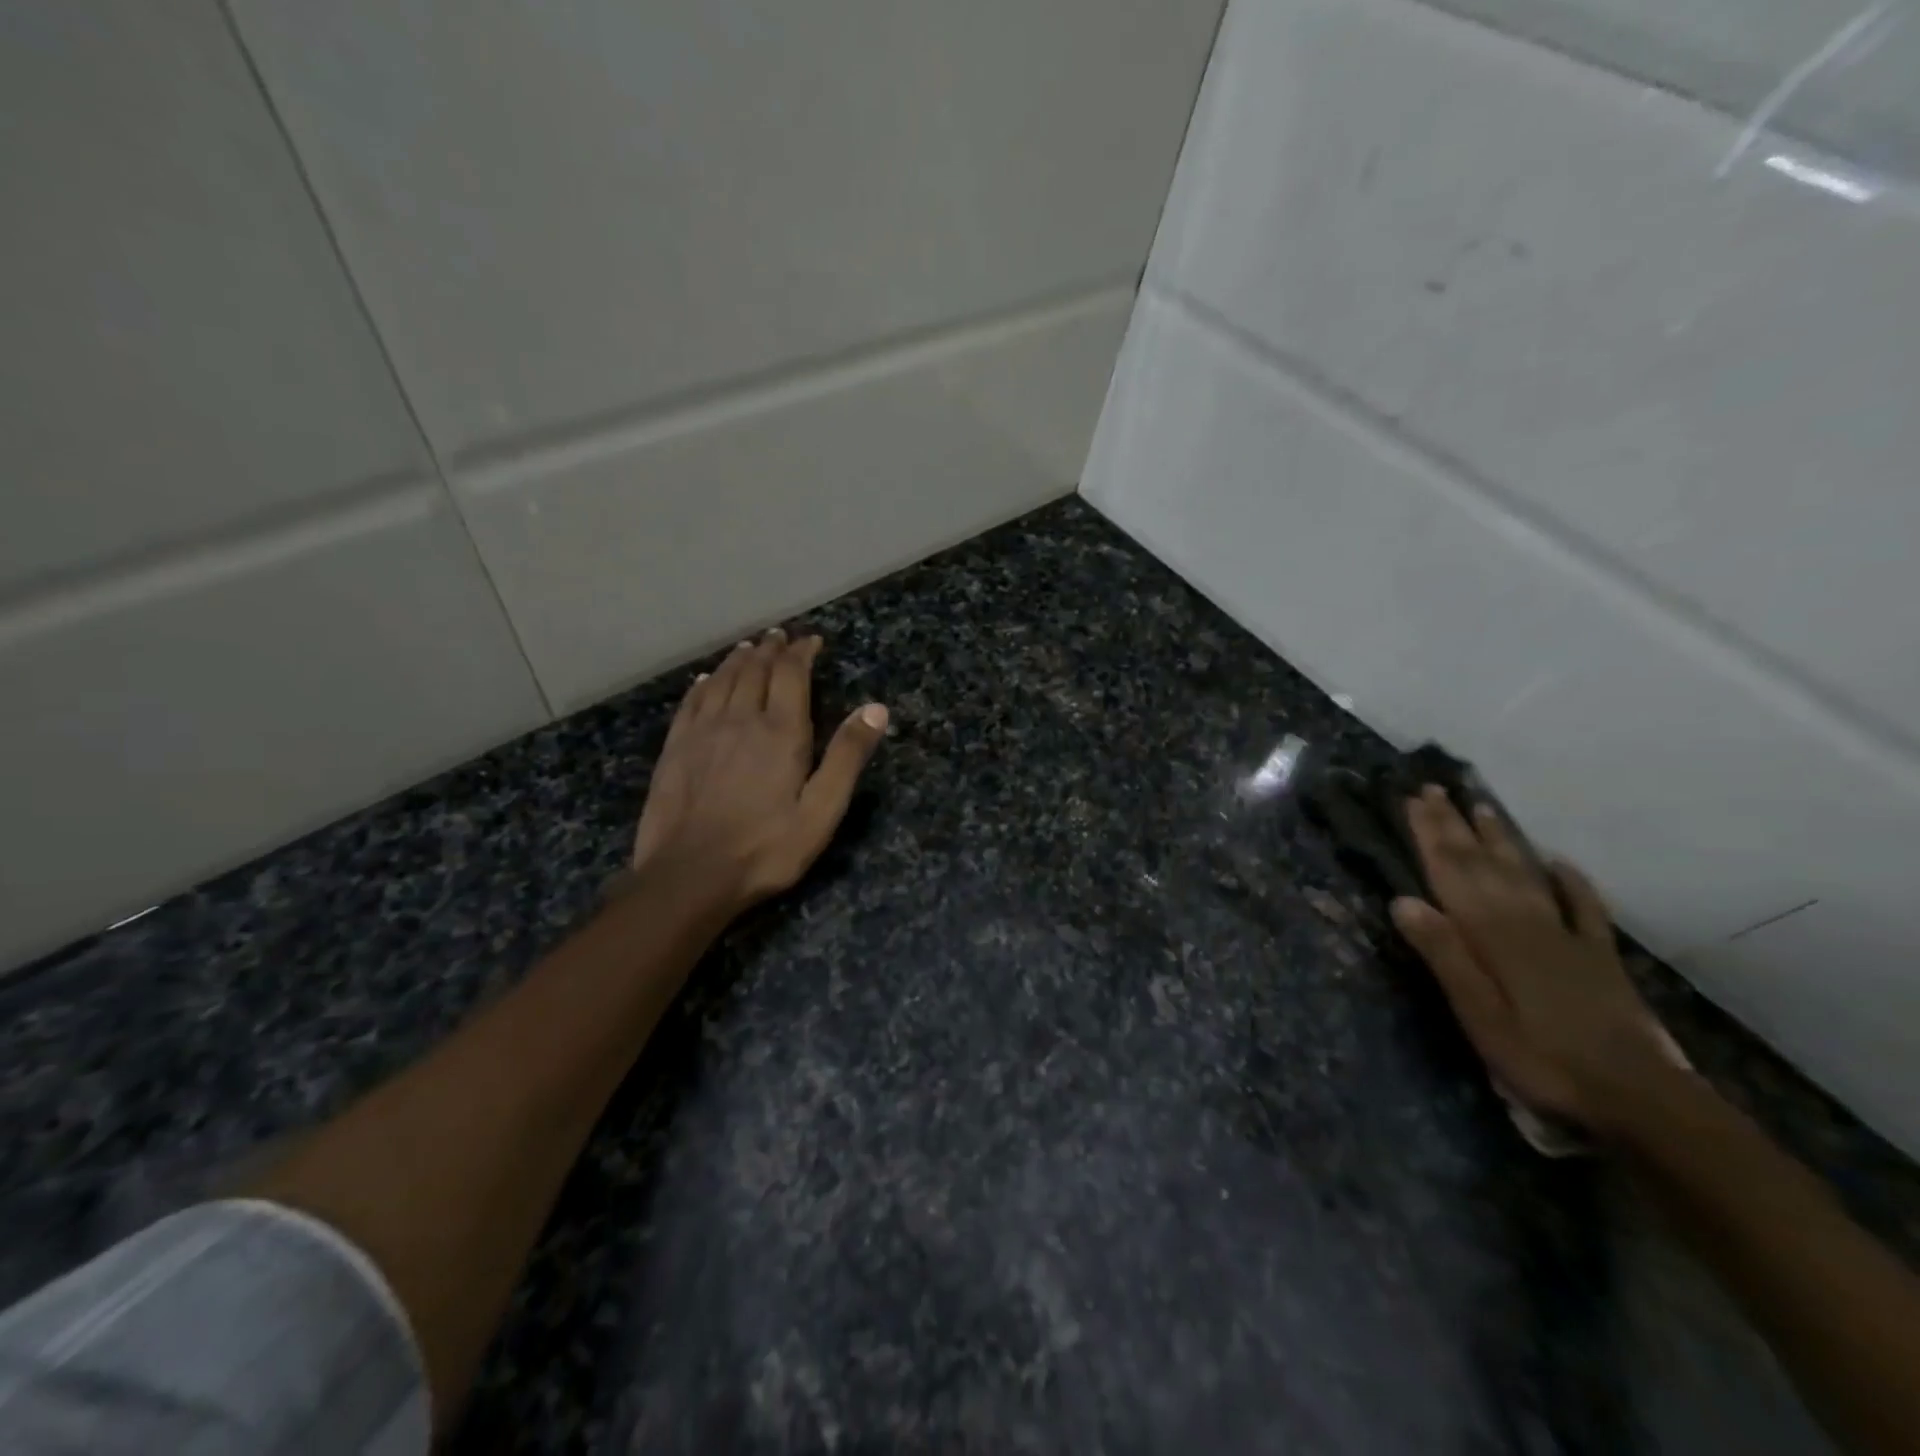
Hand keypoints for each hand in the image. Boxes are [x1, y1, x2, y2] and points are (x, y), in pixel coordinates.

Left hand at [632, 628, 887, 915]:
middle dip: (771, 650)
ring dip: (738, 660)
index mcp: (780, 731)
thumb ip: (847, 756)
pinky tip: (705, 680)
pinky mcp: (675, 749)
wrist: (690, 875)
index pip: (791, 674)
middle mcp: (740, 719)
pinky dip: (703, 684)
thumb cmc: (766, 847)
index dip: (802, 653)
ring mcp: (703, 732)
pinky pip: (691, 702)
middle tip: (780, 637)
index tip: (811, 641)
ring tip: (749, 648)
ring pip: (721, 680)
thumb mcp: (822, 810)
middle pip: (755, 670)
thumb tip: (876, 708)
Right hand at [1390, 786, 1676, 1135]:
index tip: (1414, 800)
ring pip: (1526, 874)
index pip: (1453, 873)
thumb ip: (1444, 955)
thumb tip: (1403, 900)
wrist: (1638, 1097)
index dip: (1432, 835)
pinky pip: (1584, 907)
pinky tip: (1560, 862)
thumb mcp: (1478, 1014)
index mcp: (1491, 935)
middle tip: (1437, 789)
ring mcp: (1566, 936)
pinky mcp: (1598, 957)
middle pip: (1484, 864)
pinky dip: (1570, 881)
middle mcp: (1526, 922)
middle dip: (1457, 825)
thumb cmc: (1540, 1058)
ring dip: (1502, 840)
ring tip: (1484, 807)